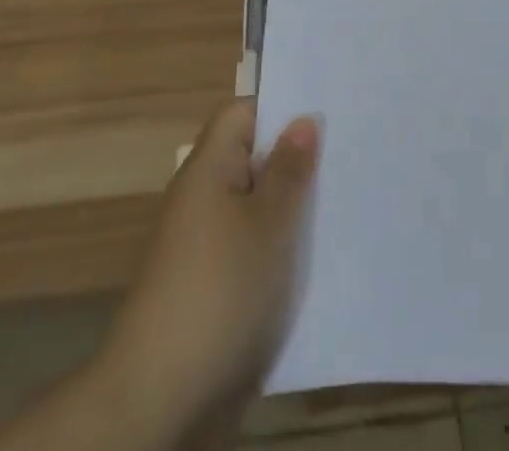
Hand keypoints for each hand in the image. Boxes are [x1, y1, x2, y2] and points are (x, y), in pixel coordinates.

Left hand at [95, 99, 320, 442]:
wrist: (160, 399)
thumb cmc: (220, 290)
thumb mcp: (268, 223)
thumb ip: (289, 170)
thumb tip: (302, 119)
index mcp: (208, 167)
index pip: (242, 114)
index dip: (281, 110)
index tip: (326, 116)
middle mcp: (201, 197)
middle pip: (251, 159)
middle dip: (295, 161)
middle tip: (348, 158)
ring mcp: (203, 245)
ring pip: (255, 208)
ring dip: (291, 209)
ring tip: (343, 205)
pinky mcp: (210, 287)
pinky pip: (250, 249)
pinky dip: (279, 251)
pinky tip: (315, 262)